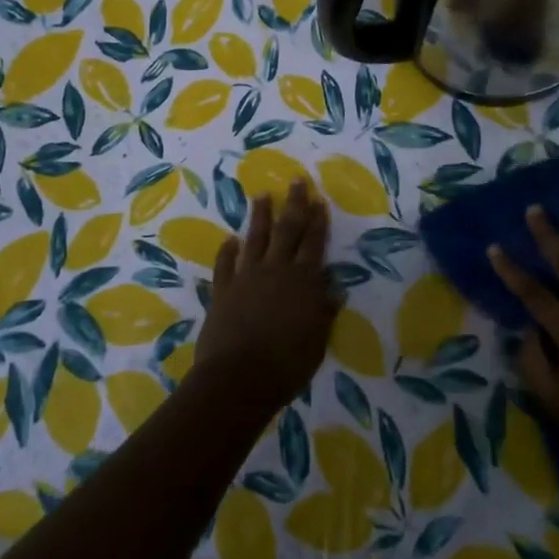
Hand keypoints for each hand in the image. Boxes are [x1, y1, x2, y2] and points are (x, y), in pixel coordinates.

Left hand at [193, 180, 339, 409]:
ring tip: (262, 195)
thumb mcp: (318, 341)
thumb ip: (324, 311)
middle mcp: (276, 270)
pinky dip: (227, 251)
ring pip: (255, 238)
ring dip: (260, 216)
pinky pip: (225, 264)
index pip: (314, 243)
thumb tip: (335, 288)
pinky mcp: (223, 290)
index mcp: (304, 281)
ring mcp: (246, 277)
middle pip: (287, 230)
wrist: (238, 378)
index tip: (319, 199)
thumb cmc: (287, 364)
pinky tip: (229, 239)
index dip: (318, 220)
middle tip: (296, 180)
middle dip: (294, 204)